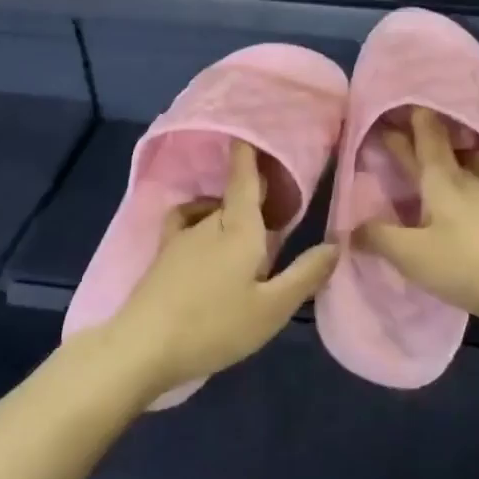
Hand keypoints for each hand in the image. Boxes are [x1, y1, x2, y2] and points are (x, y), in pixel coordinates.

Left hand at [99, 141, 336, 403]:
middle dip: (256, 190)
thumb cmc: (214, 326)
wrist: (142, 346)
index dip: (252, 150)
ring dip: (231, 210)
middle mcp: (210, 221)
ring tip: (250, 234)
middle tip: (281, 204)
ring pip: (213, 210)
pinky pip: (188, 222)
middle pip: (235, 194)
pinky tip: (207, 242)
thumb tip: (335, 242)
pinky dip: (202, 220)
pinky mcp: (164, 255)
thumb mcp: (272, 308)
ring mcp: (181, 236)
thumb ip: (305, 274)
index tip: (260, 131)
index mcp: (239, 227)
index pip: (245, 175)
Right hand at [355, 107, 478, 333]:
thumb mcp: (408, 254)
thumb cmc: (462, 265)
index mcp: (441, 179)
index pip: (424, 136)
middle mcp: (471, 179)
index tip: (391, 112)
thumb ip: (377, 237)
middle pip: (447, 147)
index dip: (406, 121)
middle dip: (424, 136)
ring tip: (455, 159)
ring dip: (468, 155)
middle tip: (406, 132)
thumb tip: (351, 227)